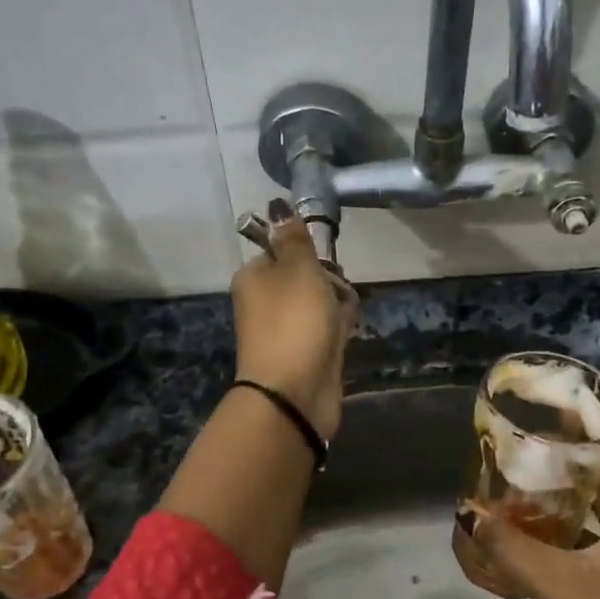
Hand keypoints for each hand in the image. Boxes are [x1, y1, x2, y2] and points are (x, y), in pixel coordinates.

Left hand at [230, 202, 357, 440]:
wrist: (294, 393)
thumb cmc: (295, 323)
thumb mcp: (298, 269)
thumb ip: (294, 238)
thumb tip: (278, 204)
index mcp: (254, 277)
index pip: (285, 250)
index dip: (310, 254)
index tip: (325, 264)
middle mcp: (265, 301)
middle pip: (307, 276)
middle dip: (330, 281)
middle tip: (335, 293)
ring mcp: (285, 329)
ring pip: (320, 303)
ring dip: (338, 306)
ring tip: (342, 320)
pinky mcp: (304, 353)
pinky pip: (326, 329)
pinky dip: (338, 329)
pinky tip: (345, 336)